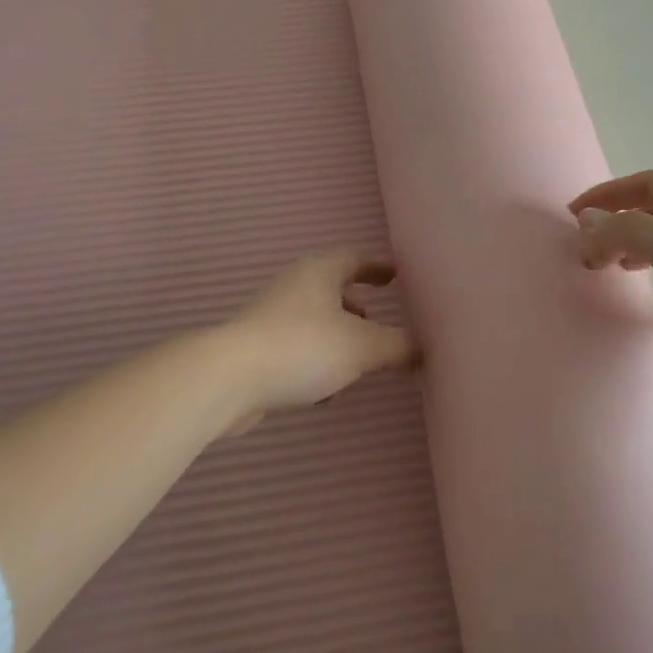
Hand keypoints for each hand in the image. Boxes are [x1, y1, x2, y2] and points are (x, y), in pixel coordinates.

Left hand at [222, 252, 417, 433]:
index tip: (396, 276)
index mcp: (319, 272)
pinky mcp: (255, 349)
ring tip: (358, 363)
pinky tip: (325, 393)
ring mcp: (270, 317)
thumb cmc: (303, 347)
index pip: (355, 259)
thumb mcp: (363, 347)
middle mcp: (293, 286)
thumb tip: (424, 349)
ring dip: (337, 338)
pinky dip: (316, 361)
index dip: (378, 268)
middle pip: (332, 290)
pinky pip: (296, 348)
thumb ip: (399, 347)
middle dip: (357, 307)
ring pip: (314, 322)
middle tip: (380, 323)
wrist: (228, 379)